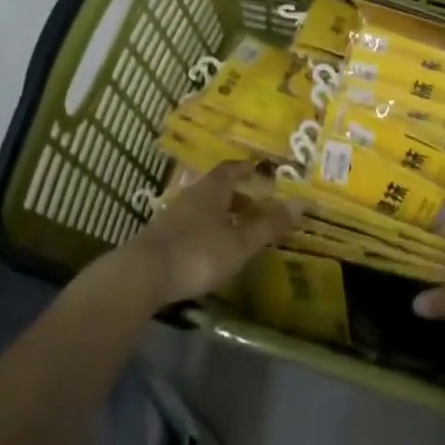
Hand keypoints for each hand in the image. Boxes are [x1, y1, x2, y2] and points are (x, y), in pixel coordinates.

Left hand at [110, 164, 299, 309]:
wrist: (142, 275)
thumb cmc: (197, 254)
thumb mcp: (239, 243)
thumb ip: (269, 225)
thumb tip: (302, 202)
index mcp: (212, 189)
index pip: (232, 169)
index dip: (248, 169)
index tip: (263, 171)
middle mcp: (192, 195)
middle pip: (218, 187)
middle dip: (238, 193)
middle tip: (257, 203)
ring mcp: (173, 215)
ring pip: (204, 206)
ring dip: (222, 212)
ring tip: (238, 227)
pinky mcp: (162, 236)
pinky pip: (191, 223)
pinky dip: (207, 228)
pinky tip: (212, 246)